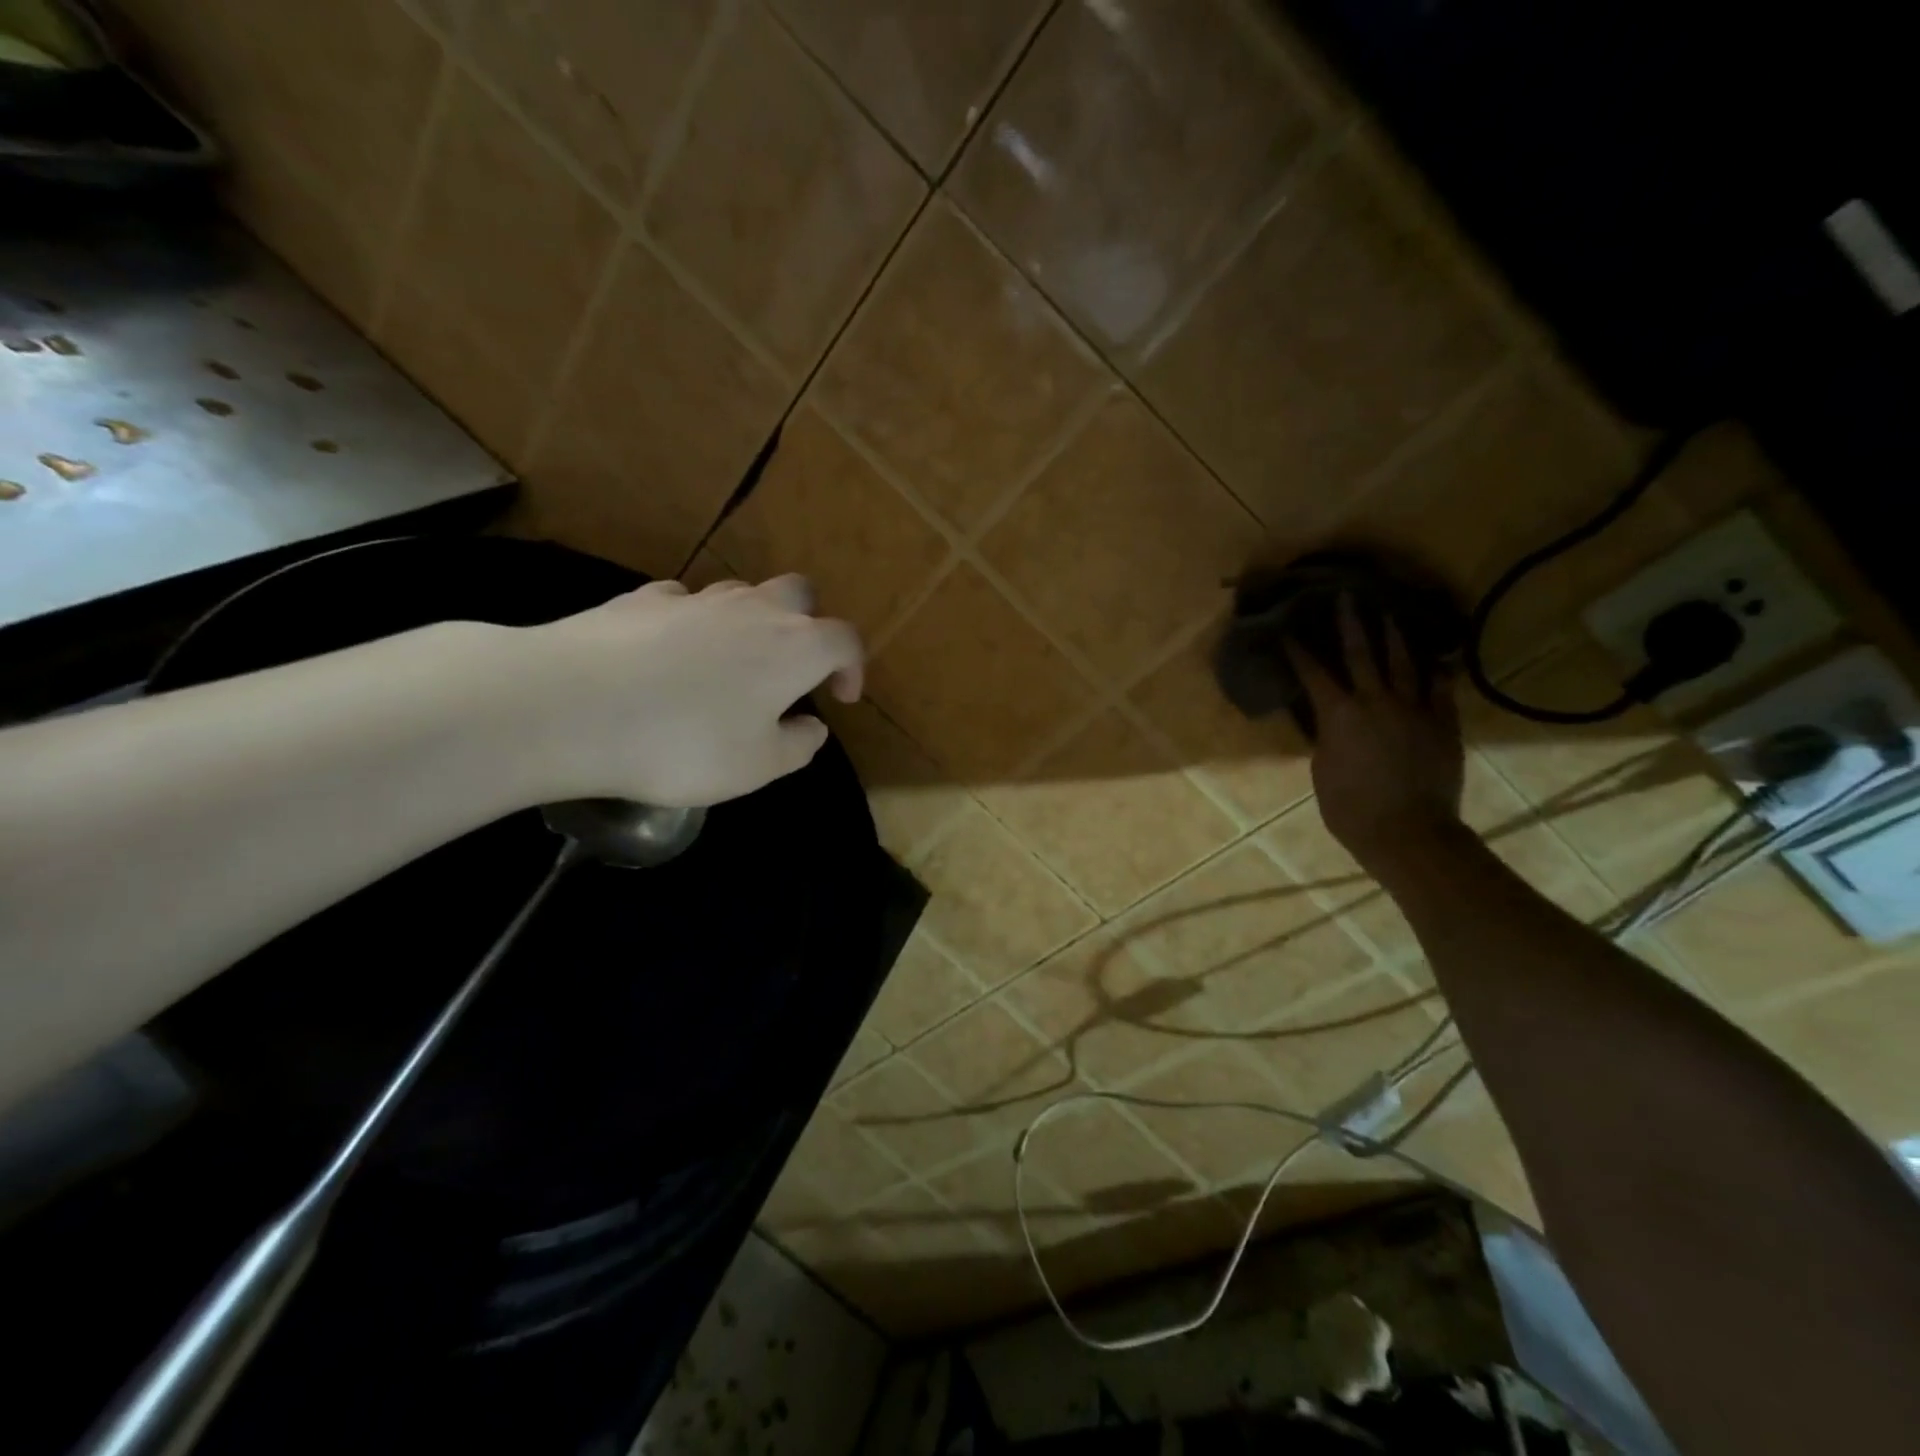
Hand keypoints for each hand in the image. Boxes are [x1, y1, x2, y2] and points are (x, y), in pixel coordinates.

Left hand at [518, 573, 862, 807]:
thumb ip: (797, 746)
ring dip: (750, 623)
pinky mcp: (641, 599)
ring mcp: (694, 598)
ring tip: (728, 667)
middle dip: (807, 624)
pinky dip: (692, 624)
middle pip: (799, 594)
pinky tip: (668, 656)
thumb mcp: (756, 767)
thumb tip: (812, 726)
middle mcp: (752, 610)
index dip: (852, 666)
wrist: (571, 705)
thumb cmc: (684, 743)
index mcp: (794, 647)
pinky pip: (683, 603)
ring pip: (740, 593)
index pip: (844, 640)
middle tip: (792, 668)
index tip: (841, 698)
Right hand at [1287, 596, 1464, 881]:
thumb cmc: (1351, 809)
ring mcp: (1414, 709)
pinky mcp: (1443, 723)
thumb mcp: (1323, 770)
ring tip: (1388, 614)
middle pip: (1361, 653)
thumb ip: (1327, 736)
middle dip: (1351, 623)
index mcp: (1339, 715)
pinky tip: (1432, 661)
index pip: (1314, 673)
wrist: (1408, 832)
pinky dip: (1433, 672)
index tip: (1289, 631)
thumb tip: (1330, 720)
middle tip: (1347, 597)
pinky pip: (1439, 688)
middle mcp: (1376, 701)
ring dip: (1393, 636)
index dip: (1300, 651)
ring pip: (1403, 662)